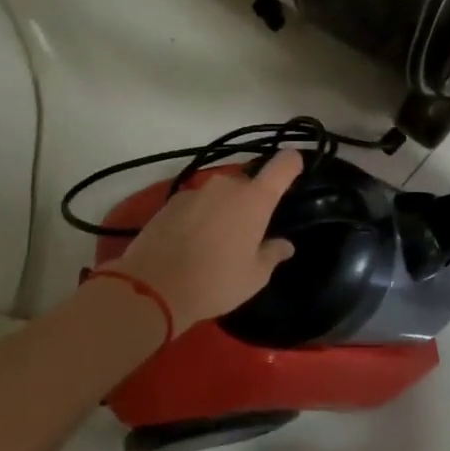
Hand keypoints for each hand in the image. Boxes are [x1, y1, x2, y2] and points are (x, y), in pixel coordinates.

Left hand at [110, 149, 302, 333]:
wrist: (153, 287)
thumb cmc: (216, 282)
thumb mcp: (254, 277)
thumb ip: (272, 254)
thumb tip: (285, 245)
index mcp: (255, 199)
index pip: (283, 165)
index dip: (292, 163)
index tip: (296, 169)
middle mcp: (227, 185)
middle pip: (249, 183)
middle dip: (252, 201)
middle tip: (248, 233)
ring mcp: (197, 191)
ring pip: (221, 193)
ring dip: (224, 209)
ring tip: (217, 241)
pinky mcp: (172, 201)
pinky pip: (197, 203)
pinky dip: (200, 216)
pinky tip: (191, 242)